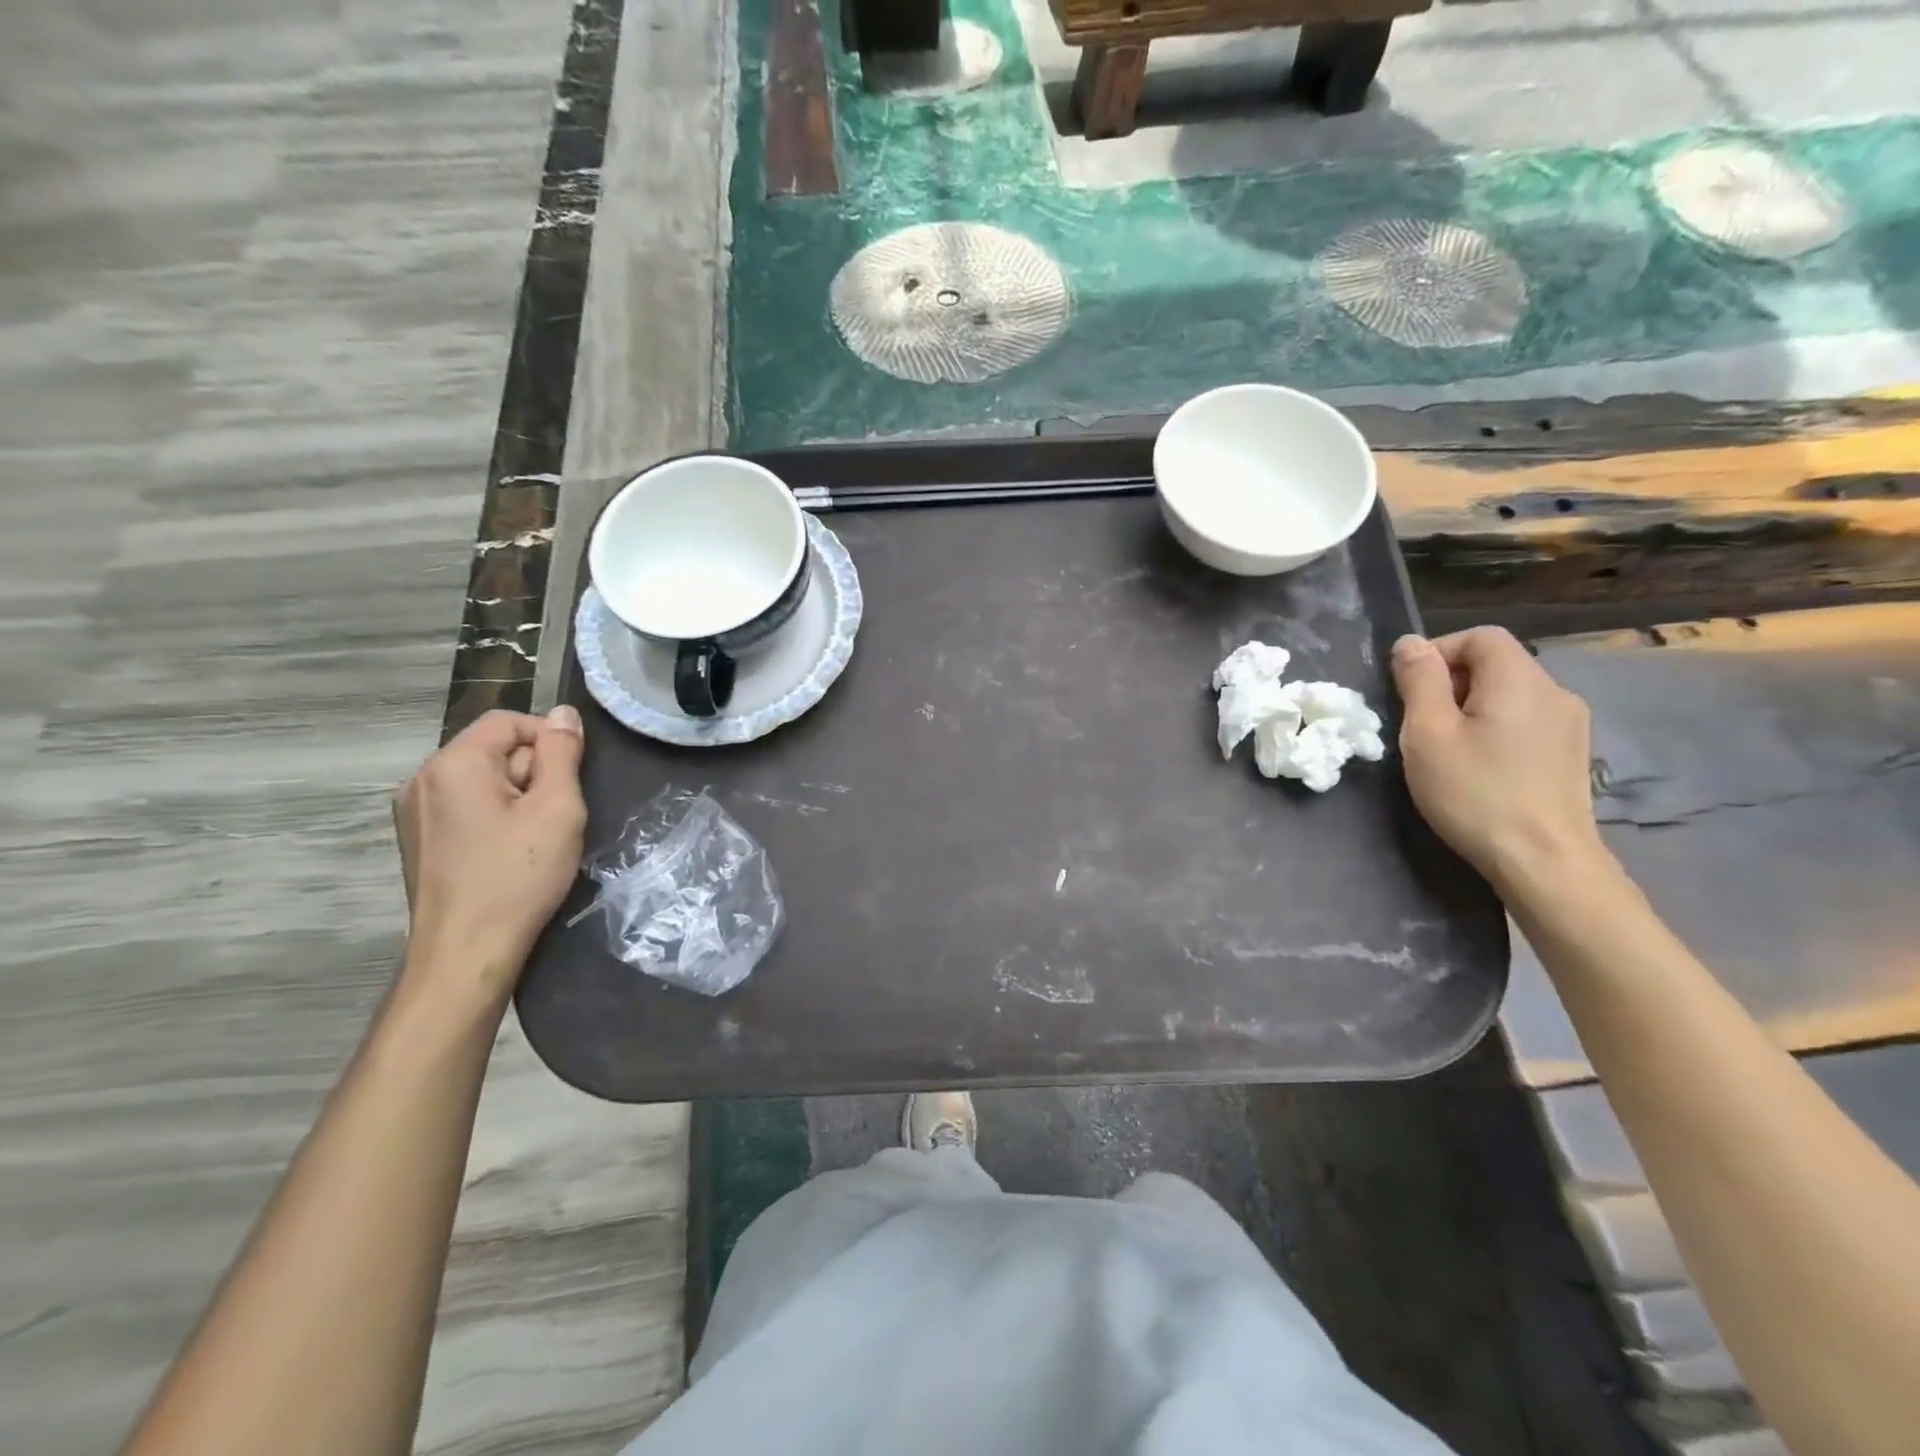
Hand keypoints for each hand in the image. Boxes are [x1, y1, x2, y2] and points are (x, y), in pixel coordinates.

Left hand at [393, 707, 587, 1011]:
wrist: (466, 952)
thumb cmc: (518, 876)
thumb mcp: (557, 808)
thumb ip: (562, 753)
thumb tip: (565, 713)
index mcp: (453, 763)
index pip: (510, 720)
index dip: (550, 738)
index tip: (574, 778)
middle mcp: (422, 779)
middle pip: (494, 749)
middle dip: (533, 772)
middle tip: (557, 815)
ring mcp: (414, 812)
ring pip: (482, 781)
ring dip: (517, 797)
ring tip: (536, 838)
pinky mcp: (418, 840)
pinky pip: (465, 807)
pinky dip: (494, 818)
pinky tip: (510, 852)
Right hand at [1391, 628, 1607, 893]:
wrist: (1544, 861)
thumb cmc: (1475, 793)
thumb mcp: (1428, 734)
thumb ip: (1419, 682)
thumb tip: (1410, 643)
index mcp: (1519, 680)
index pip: (1480, 636)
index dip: (1439, 651)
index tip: (1409, 689)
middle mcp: (1554, 691)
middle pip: (1497, 663)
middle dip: (1452, 682)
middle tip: (1420, 723)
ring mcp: (1570, 724)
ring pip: (1510, 694)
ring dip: (1471, 707)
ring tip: (1445, 747)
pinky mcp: (1571, 753)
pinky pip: (1525, 720)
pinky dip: (1495, 727)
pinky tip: (1479, 764)